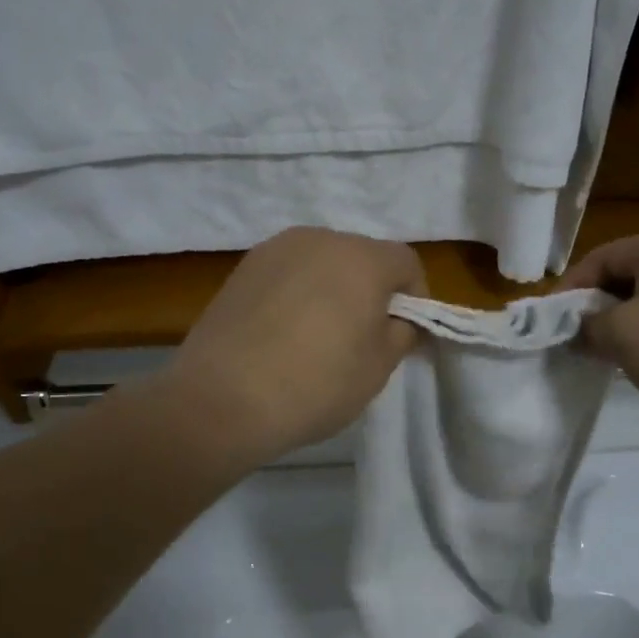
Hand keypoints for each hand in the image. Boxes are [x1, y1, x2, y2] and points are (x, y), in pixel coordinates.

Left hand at [165, 227, 424, 463]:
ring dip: (330, 290)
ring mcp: (274, 250)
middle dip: (371, 291)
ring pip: (320, 263)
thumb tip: (400, 319)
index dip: (415, 297)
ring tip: (317, 337)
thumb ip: (400, 333)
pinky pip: (286, 274)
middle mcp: (319, 239)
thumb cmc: (316, 383)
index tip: (405, 334)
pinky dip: (295, 295)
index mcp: (361, 257)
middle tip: (362, 337)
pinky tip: (282, 334)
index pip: (406, 263)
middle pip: (361, 257)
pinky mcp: (242, 269)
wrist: (223, 398)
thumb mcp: (378, 368)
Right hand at [562, 229, 638, 424]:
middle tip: (578, 340)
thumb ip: (587, 327)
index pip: (600, 257)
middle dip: (597, 308)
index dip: (569, 289)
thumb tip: (578, 331)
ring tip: (610, 356)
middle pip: (628, 276)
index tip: (551, 323)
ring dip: (626, 325)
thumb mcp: (621, 335)